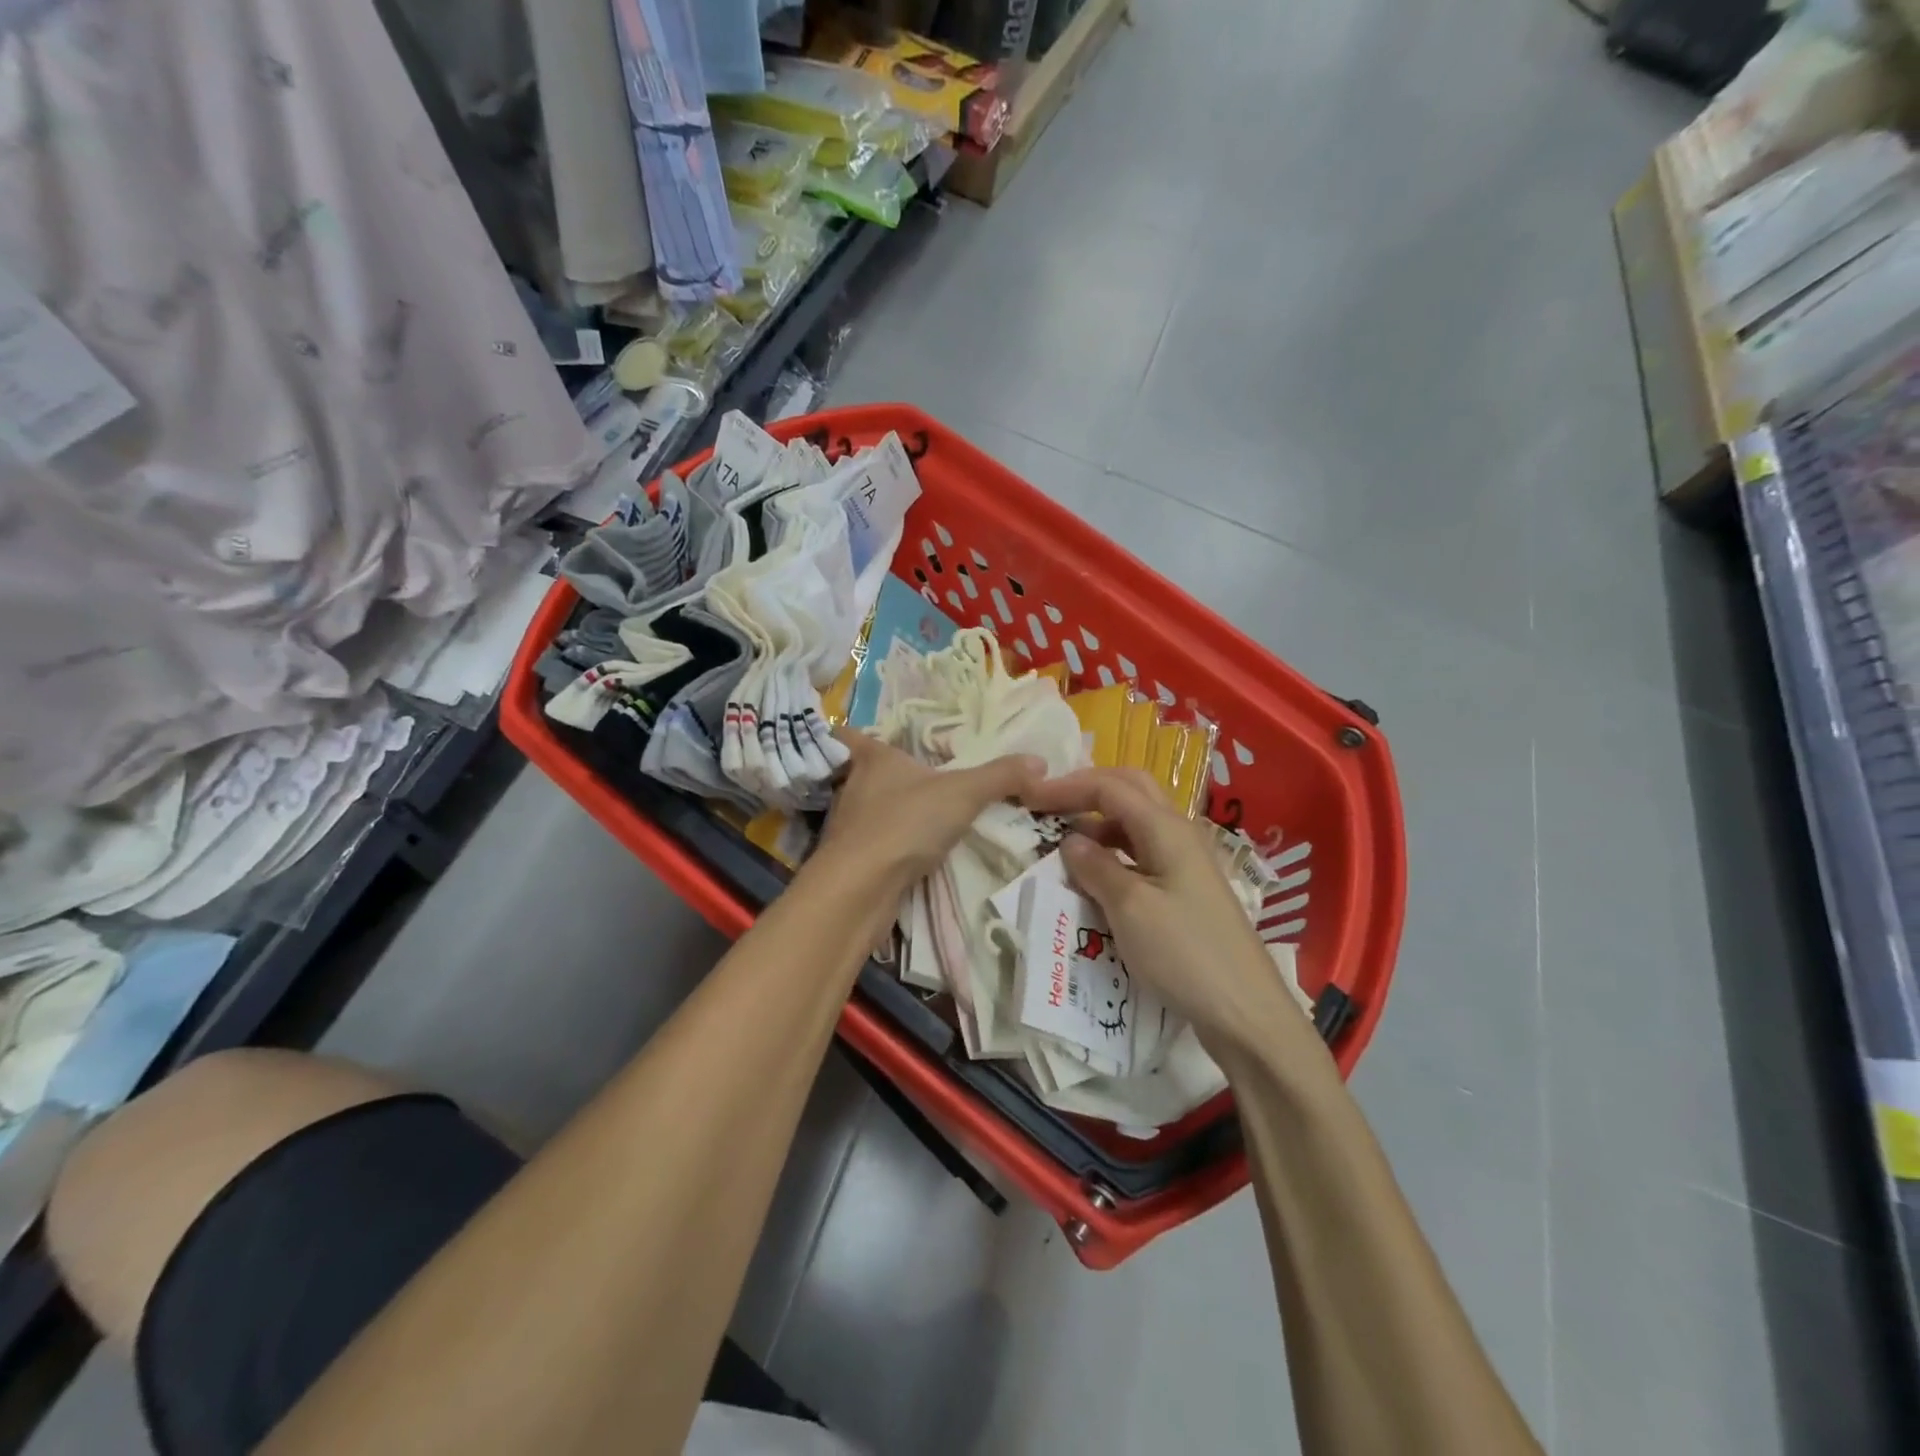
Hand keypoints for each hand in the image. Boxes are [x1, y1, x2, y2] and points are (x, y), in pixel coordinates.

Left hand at [813, 728, 1042, 898]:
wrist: (862, 887)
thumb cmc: (907, 822)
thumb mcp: (964, 793)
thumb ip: (1001, 776)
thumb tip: (1039, 761)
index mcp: (872, 759)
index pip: (848, 733)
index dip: (852, 731)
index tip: (866, 733)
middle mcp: (853, 787)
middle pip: (858, 773)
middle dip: (879, 775)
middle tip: (909, 778)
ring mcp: (845, 826)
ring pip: (862, 810)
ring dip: (882, 813)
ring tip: (911, 815)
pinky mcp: (846, 861)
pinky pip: (866, 845)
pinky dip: (883, 846)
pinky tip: (906, 853)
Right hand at [1023, 769, 1310, 1055]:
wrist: (1244, 1010)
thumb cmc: (1184, 953)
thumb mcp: (1129, 908)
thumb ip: (1096, 867)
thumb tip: (1070, 841)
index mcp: (1166, 828)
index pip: (1109, 786)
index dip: (1067, 786)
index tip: (1028, 798)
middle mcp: (1178, 833)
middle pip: (1130, 790)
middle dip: (1087, 791)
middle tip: (1049, 805)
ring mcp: (1185, 861)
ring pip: (1136, 822)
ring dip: (1100, 823)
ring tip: (1065, 843)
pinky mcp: (1185, 889)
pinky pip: (1142, 852)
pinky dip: (1114, 852)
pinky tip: (1096, 875)